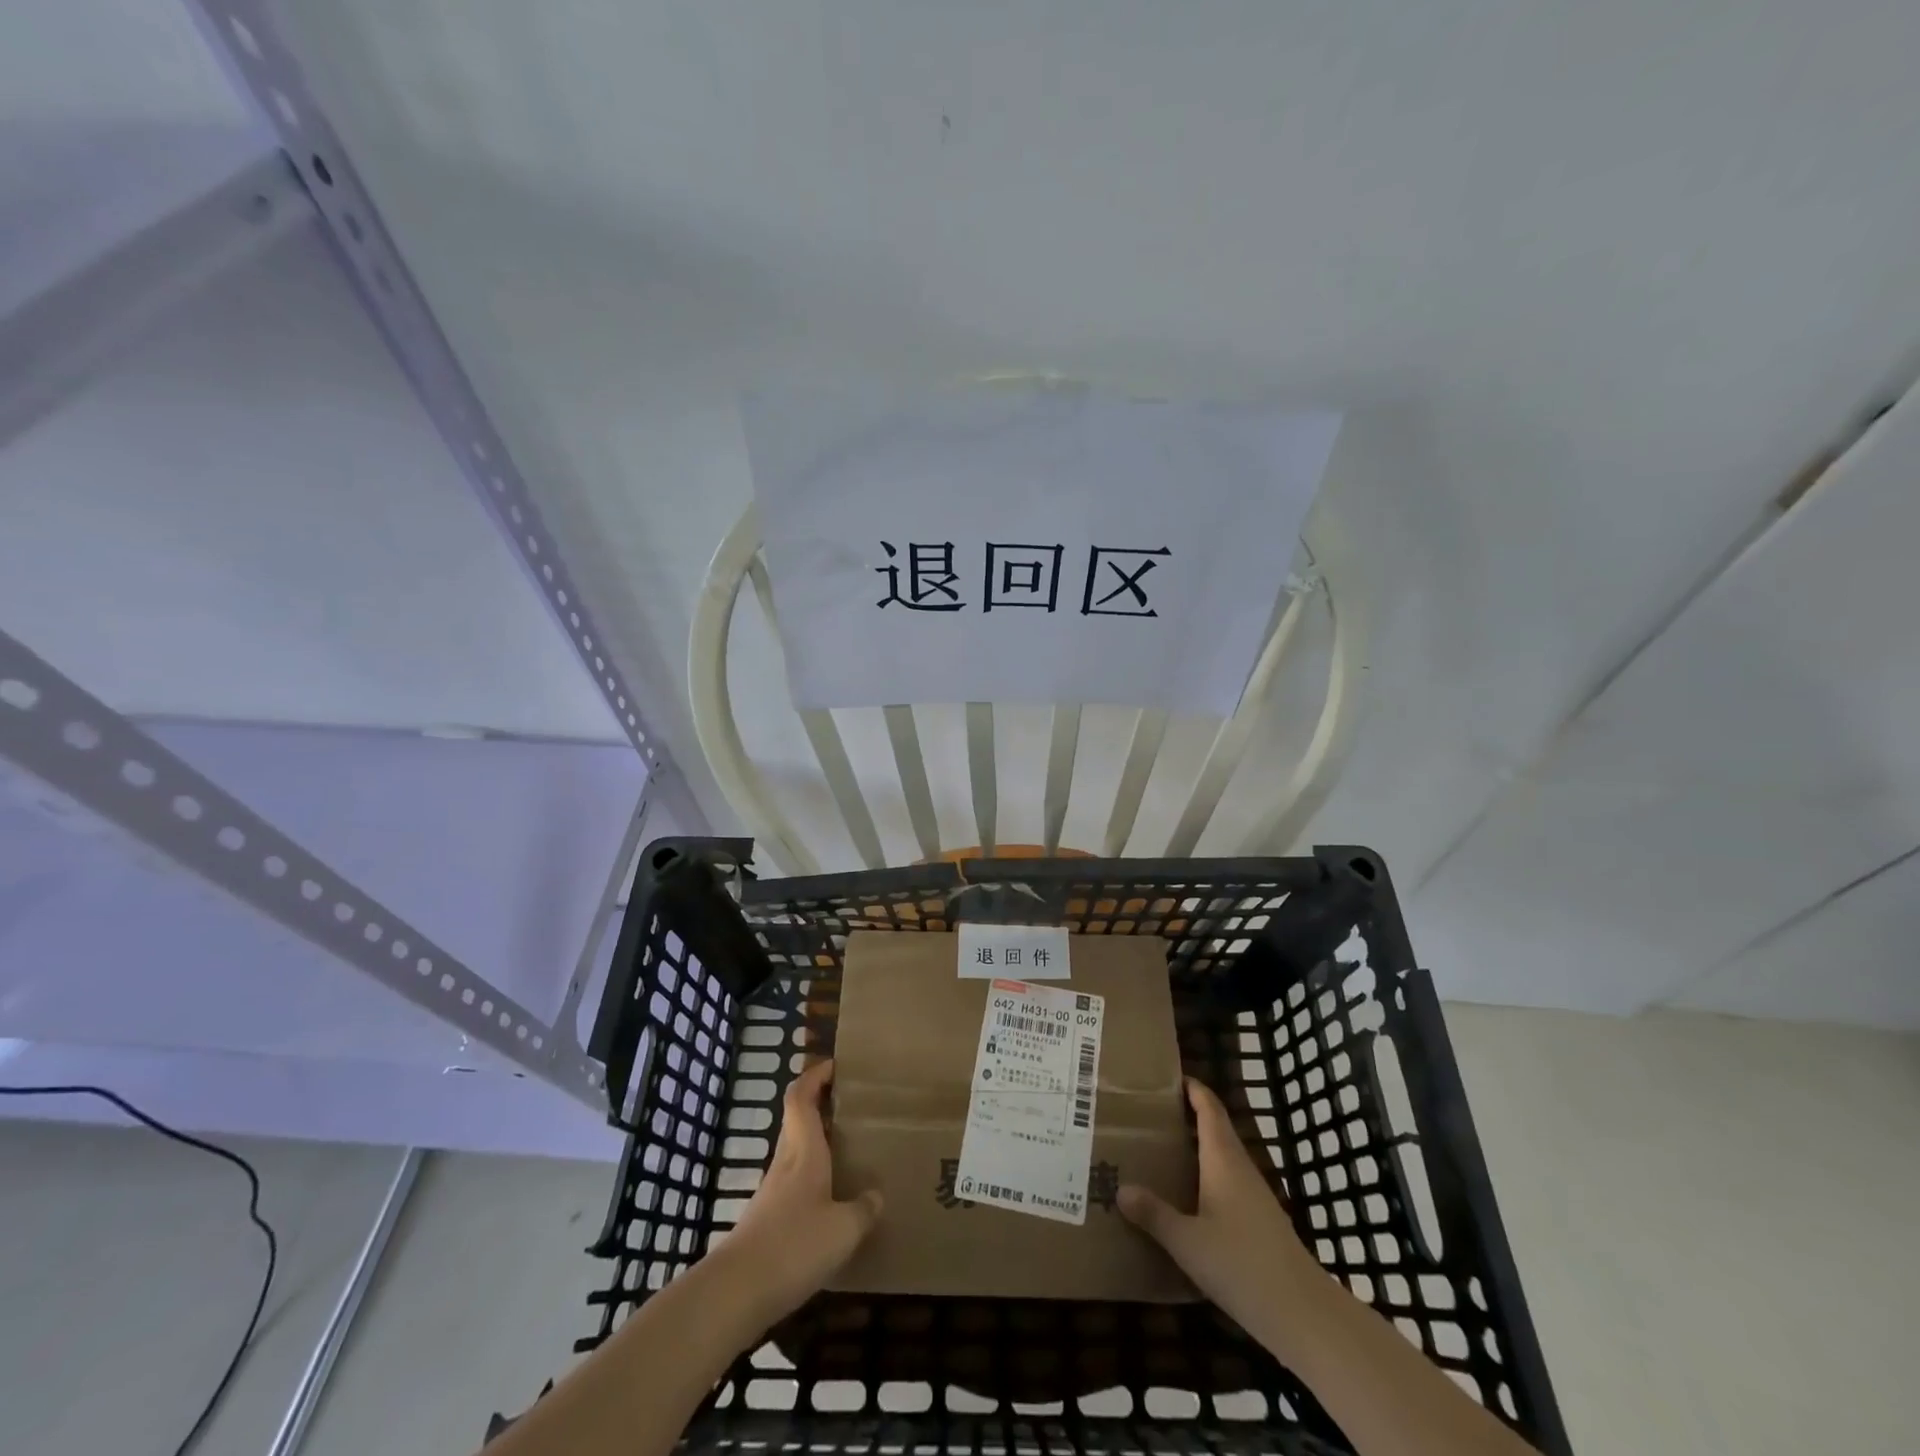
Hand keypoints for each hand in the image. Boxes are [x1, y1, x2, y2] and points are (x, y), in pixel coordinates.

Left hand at [719, 1058, 882, 1325]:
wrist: (735, 1294)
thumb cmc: (794, 1246)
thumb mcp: (843, 1229)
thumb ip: (863, 1209)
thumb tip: (876, 1195)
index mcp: (803, 1150)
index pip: (801, 1097)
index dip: (815, 1075)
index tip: (836, 1065)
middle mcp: (786, 1163)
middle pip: (797, 1120)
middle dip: (821, 1106)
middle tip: (854, 1106)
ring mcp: (773, 1192)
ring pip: (796, 1152)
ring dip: (818, 1143)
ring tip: (851, 1151)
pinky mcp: (767, 1221)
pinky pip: (794, 1185)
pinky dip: (813, 1180)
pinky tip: (833, 1202)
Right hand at [1119, 1077, 1330, 1355]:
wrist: (1303, 1314)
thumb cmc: (1241, 1264)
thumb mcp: (1187, 1242)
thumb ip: (1154, 1214)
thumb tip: (1120, 1189)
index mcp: (1223, 1159)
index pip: (1209, 1108)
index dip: (1193, 1088)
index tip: (1168, 1076)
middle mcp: (1240, 1168)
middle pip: (1215, 1129)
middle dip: (1187, 1118)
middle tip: (1150, 1115)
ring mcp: (1255, 1197)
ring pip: (1222, 1159)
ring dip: (1196, 1150)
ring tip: (1161, 1153)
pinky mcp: (1261, 1223)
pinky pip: (1228, 1185)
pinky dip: (1206, 1179)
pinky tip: (1188, 1201)